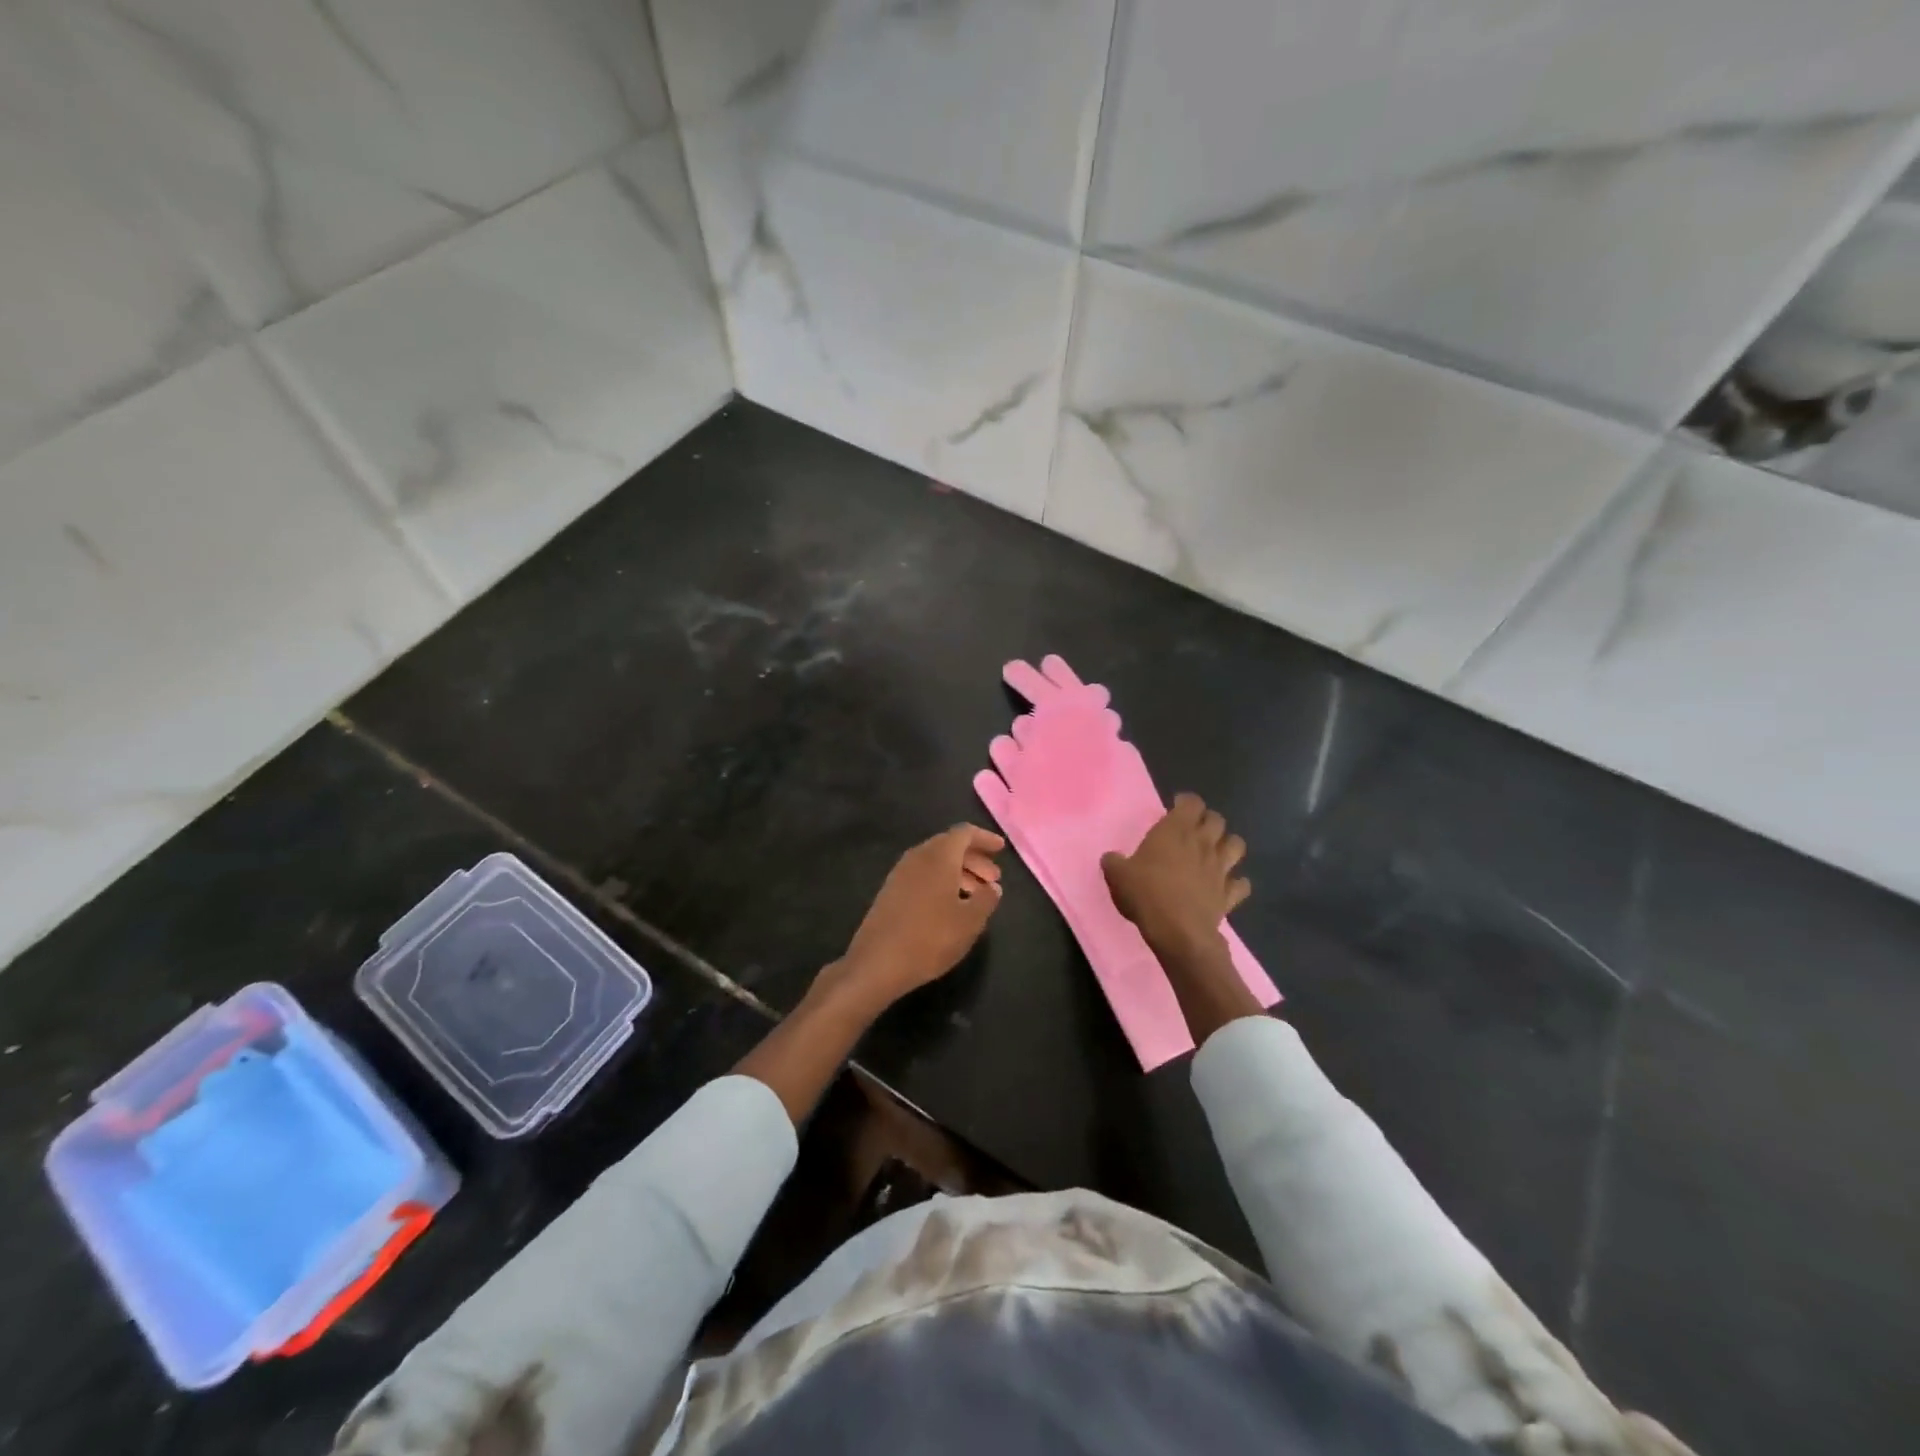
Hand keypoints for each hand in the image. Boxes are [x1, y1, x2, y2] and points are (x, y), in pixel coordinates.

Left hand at [820, 824, 1004, 1016]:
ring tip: (976, 894)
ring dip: (958, 872)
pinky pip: (922, 875)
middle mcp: (918, 857)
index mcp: (939, 857)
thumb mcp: (969, 922)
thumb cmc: (930, 938)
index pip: (964, 833)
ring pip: (935, 862)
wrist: (877, 962)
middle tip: (993, 878)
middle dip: (973, 858)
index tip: (1000, 849)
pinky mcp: (891, 891)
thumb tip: (993, 887)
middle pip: (949, 845)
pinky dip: (941, 881)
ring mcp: (900, 873)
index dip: (984, 838)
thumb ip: (986, 899)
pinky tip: (950, 905)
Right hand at [1101, 793, 1249, 960]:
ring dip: (1228, 844)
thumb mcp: (1118, 875)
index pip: (1191, 803)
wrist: (1178, 932)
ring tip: (1216, 851)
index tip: (1176, 807)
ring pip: (1236, 845)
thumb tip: (1111, 858)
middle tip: (1195, 829)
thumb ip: (1114, 862)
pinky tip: (1227, 885)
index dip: (1186, 802)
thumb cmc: (1146, 894)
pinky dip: (1237, 882)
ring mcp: (1220, 868)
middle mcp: (1202, 844)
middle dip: (1208, 820)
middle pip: (1217, 820)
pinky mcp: (1229, 894)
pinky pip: (1241, 884)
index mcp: (1175, 831)